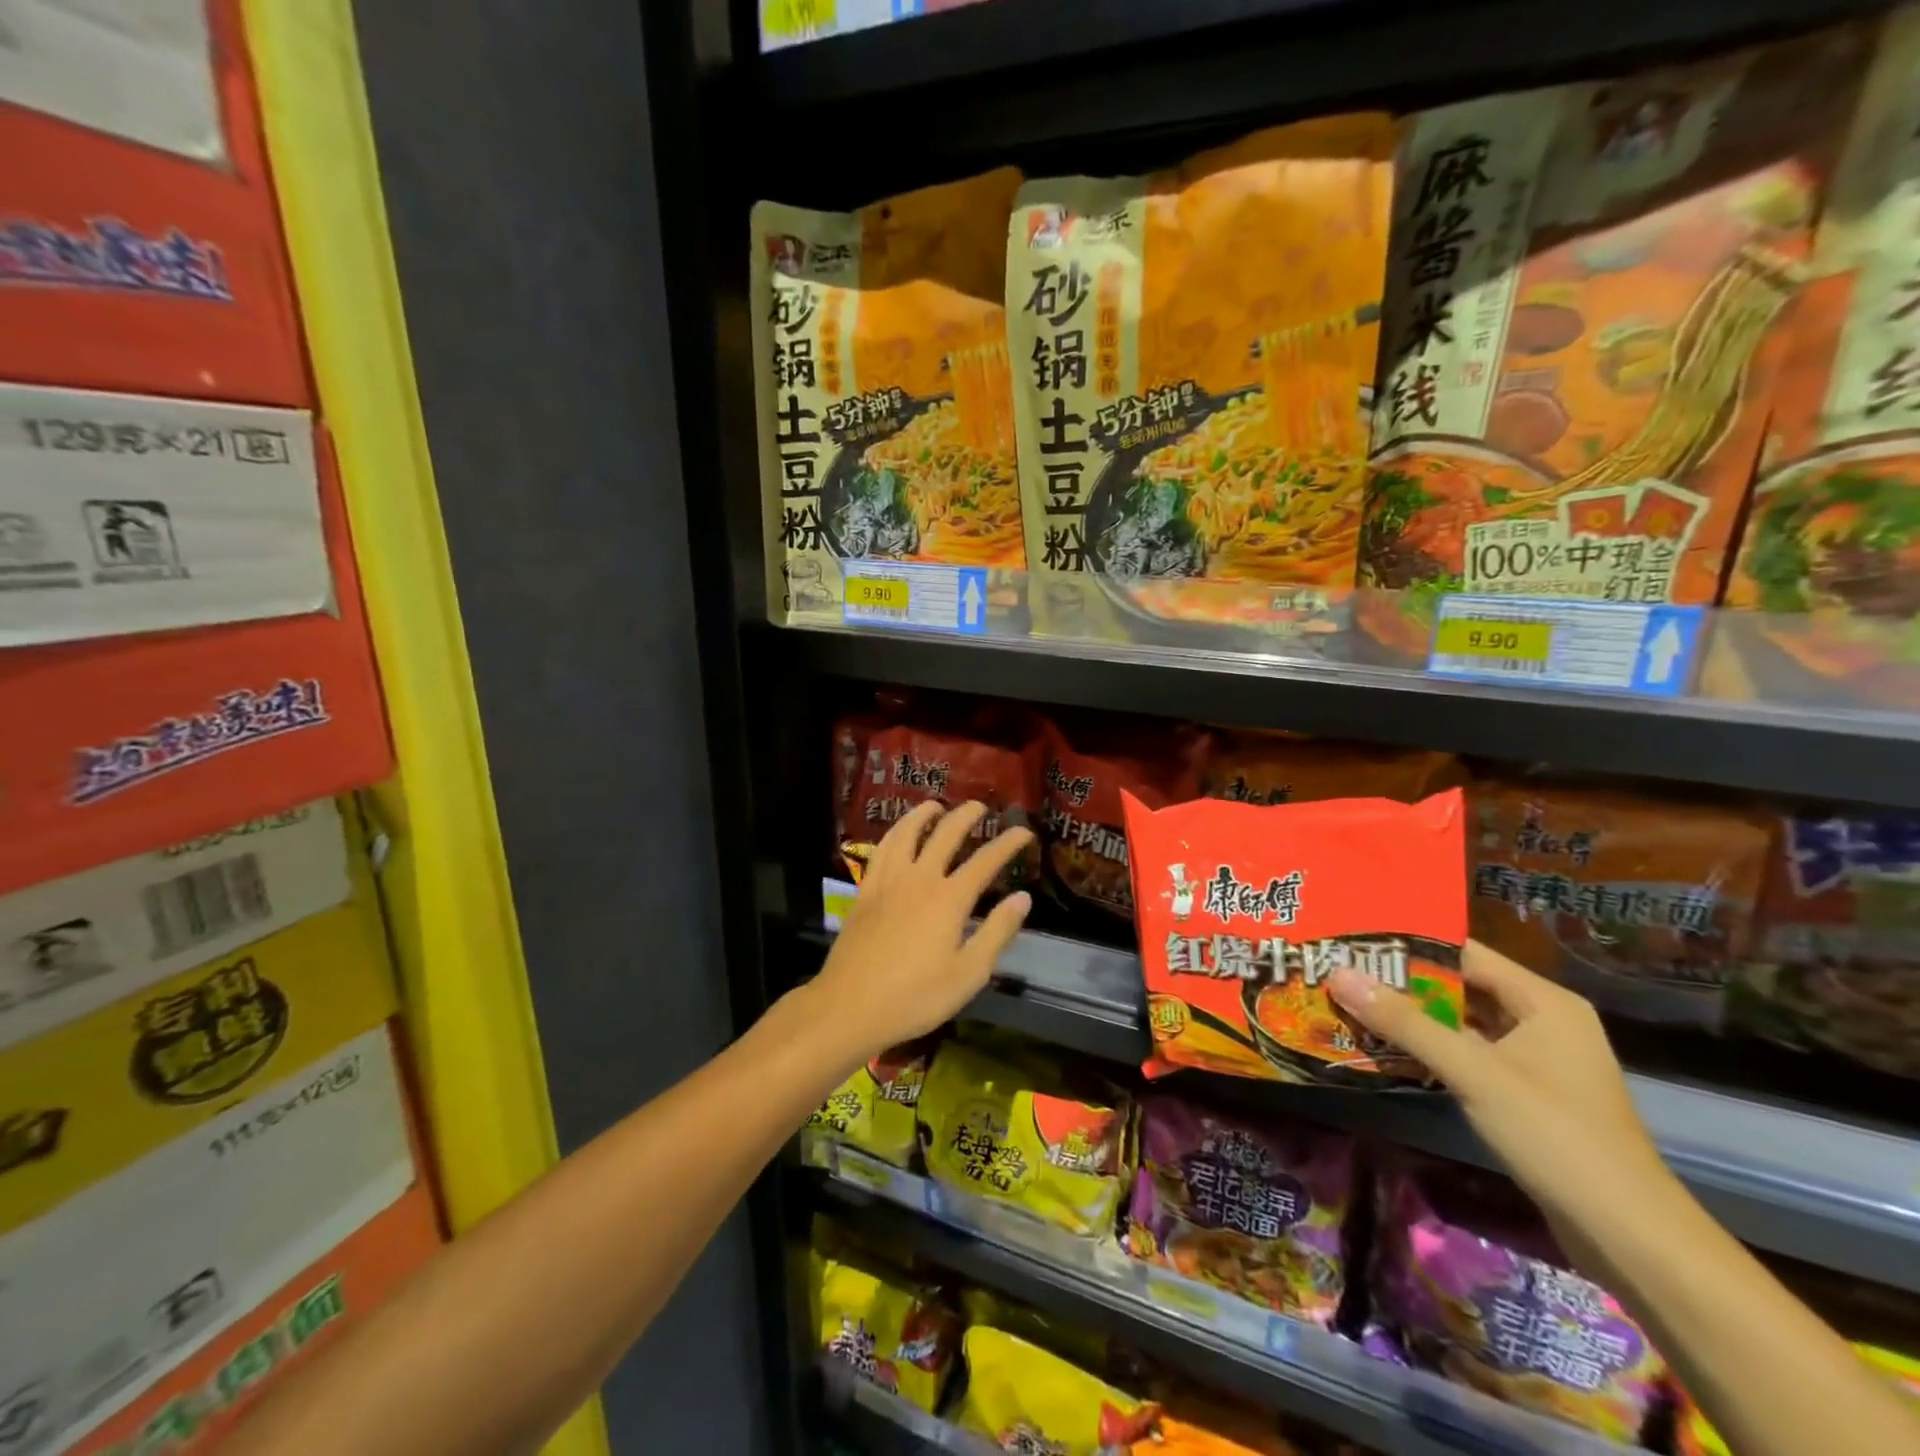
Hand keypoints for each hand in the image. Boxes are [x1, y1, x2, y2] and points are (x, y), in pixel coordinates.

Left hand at [810, 801, 1033, 1061]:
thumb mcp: (969, 974)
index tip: (1024, 832)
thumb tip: (1023, 897)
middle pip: (946, 834)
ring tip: (935, 805)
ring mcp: (888, 882)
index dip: (1008, 843)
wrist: (850, 1006)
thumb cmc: (916, 997)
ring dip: (924, 814)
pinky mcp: (865, 891)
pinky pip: (882, 850)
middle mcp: (920, 879)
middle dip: (966, 816)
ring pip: (908, 833)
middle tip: (980, 807)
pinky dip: (895, 833)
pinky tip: (898, 834)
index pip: (986, 861)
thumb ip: (997, 931)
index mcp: (949, 899)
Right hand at [1329, 940, 1680, 1269]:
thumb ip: (1405, 1022)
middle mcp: (1543, 1021)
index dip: (1409, 944)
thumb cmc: (1556, 1138)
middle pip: (1461, 986)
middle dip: (1402, 982)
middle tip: (1341, 970)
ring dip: (1413, 1017)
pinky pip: (1469, 1054)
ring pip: (1462, 1023)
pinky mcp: (1526, 1093)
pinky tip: (1385, 1048)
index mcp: (1544, 1002)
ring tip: (1351, 1002)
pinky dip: (1431, 1049)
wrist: (1630, 1238)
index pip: (1464, 952)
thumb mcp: (1473, 1073)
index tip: (1354, 939)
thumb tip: (1339, 973)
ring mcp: (1536, 1060)